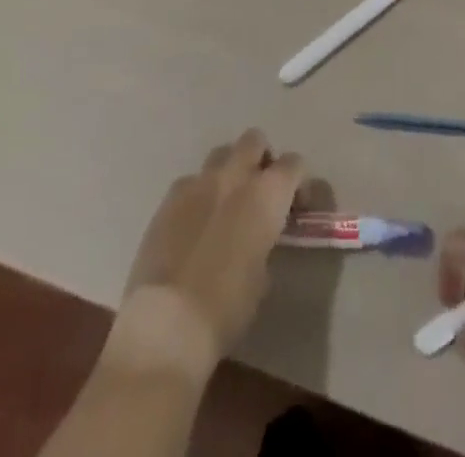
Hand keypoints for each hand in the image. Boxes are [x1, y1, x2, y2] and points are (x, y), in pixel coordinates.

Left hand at [115, 129, 305, 374]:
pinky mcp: (168, 199)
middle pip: (255, 140)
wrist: (166, 324)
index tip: (296, 208)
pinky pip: (190, 181)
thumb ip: (265, 241)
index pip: (294, 164)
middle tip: (260, 191)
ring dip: (229, 170)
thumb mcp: (262, 277)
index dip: (298, 182)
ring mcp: (198, 183)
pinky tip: (194, 222)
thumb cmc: (226, 308)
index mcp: (267, 194)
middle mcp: (235, 176)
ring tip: (226, 203)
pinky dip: (198, 193)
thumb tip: (259, 237)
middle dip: (261, 158)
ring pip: (221, 153)